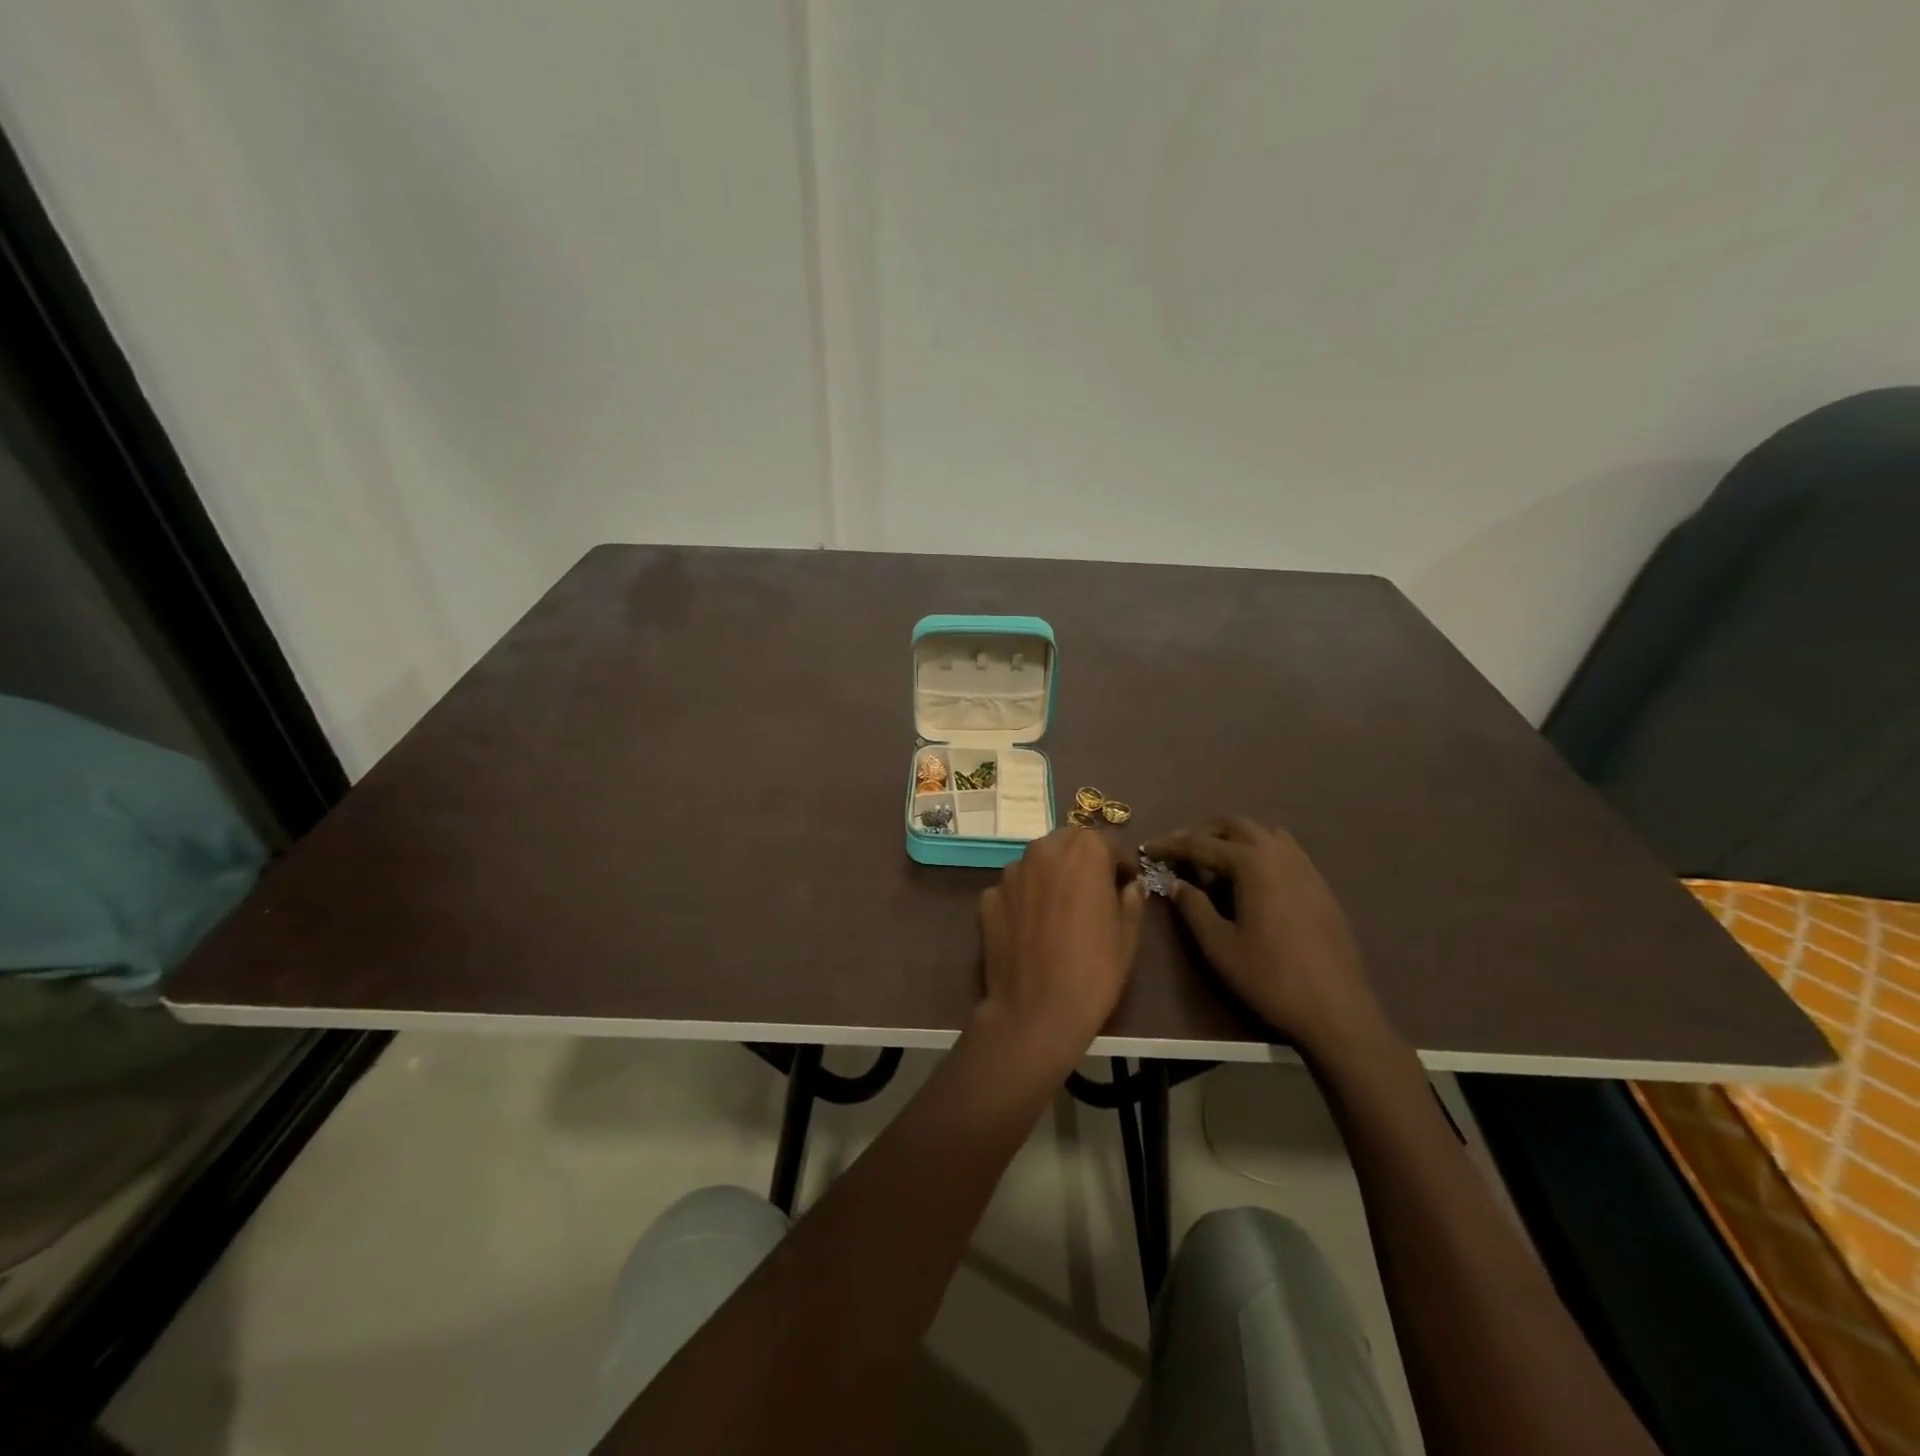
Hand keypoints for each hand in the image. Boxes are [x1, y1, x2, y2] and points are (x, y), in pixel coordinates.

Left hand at [976, 828, 1145, 1065]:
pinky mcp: (987, 897)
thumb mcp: (1128, 936)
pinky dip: (1023, 901)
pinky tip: (1031, 930)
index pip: (1108, 842)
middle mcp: (1043, 850)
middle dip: (1082, 862)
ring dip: (1050, 877)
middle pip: (1068, 845)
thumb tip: (1130, 886)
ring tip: (1059, 913)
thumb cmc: (1094, 970)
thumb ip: (1131, 900)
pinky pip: (1013, 891)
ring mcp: (1010, 873)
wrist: (1035, 1011)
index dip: (1120, 864)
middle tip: (1093, 894)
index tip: (1125, 885)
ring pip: (1037, 864)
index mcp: (1083, 851)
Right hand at [1142, 819, 1380, 1052]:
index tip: (1147, 848)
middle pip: (1234, 825)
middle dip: (1203, 833)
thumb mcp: (1218, 945)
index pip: (1201, 843)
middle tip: (1180, 853)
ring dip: (1234, 839)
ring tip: (1214, 864)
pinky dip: (1259, 852)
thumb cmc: (1269, 977)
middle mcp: (1279, 854)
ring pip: (1263, 833)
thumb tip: (1175, 882)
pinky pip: (1284, 851)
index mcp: (1252, 864)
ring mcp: (1305, 867)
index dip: (1170, 845)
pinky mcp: (1319, 885)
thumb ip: (1193, 907)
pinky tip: (1251, 881)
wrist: (1336, 1009)